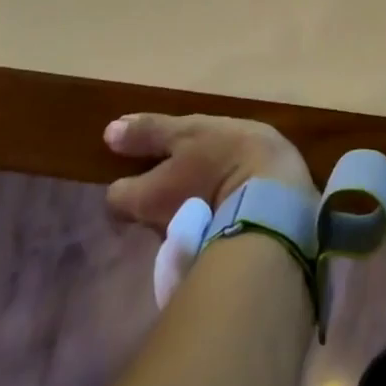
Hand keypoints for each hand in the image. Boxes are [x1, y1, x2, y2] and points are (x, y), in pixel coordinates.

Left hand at [103, 113, 314, 228]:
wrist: (277, 202)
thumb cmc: (227, 158)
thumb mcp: (191, 132)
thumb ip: (151, 133)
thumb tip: (108, 133)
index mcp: (146, 198)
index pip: (116, 198)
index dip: (128, 180)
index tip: (146, 163)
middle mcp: (157, 231)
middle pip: (147, 213)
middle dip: (163, 194)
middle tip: (188, 168)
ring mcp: (187, 248)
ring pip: (179, 223)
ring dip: (191, 206)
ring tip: (218, 182)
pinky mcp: (219, 253)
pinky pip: (206, 232)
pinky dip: (214, 218)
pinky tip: (237, 199)